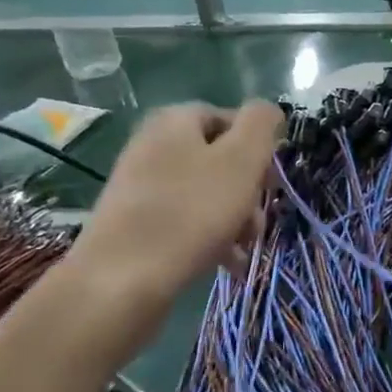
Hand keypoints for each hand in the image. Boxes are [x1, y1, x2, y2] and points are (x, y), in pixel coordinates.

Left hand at [67, 100, 282, 307]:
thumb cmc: (191, 212)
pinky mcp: (135, 224)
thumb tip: (268, 110)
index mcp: (175, 121)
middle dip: (248, 189)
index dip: (258, 147)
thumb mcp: (241, 160)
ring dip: (235, 218)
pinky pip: (185, 220)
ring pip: (205, 193)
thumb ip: (261, 124)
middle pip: (219, 158)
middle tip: (260, 220)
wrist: (120, 281)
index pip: (230, 118)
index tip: (271, 181)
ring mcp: (140, 186)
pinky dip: (210, 237)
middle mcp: (153, 145)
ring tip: (246, 247)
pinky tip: (227, 263)